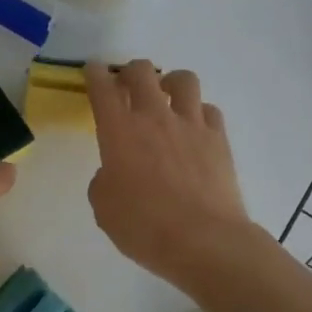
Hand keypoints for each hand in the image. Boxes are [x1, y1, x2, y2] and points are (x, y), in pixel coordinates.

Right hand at [86, 60, 254, 284]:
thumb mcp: (104, 208)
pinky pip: (209, 110)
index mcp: (118, 131)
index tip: (93, 71)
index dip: (95, 74)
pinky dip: (198, 113)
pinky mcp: (218, 138)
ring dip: (170, 82)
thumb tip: (116, 172)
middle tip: (127, 85)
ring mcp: (190, 125)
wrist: (203, 240)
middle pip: (142, 71)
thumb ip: (104, 181)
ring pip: (183, 79)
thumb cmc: (144, 227)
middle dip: (130, 71)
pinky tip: (194, 128)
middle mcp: (154, 117)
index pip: (103, 88)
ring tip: (167, 97)